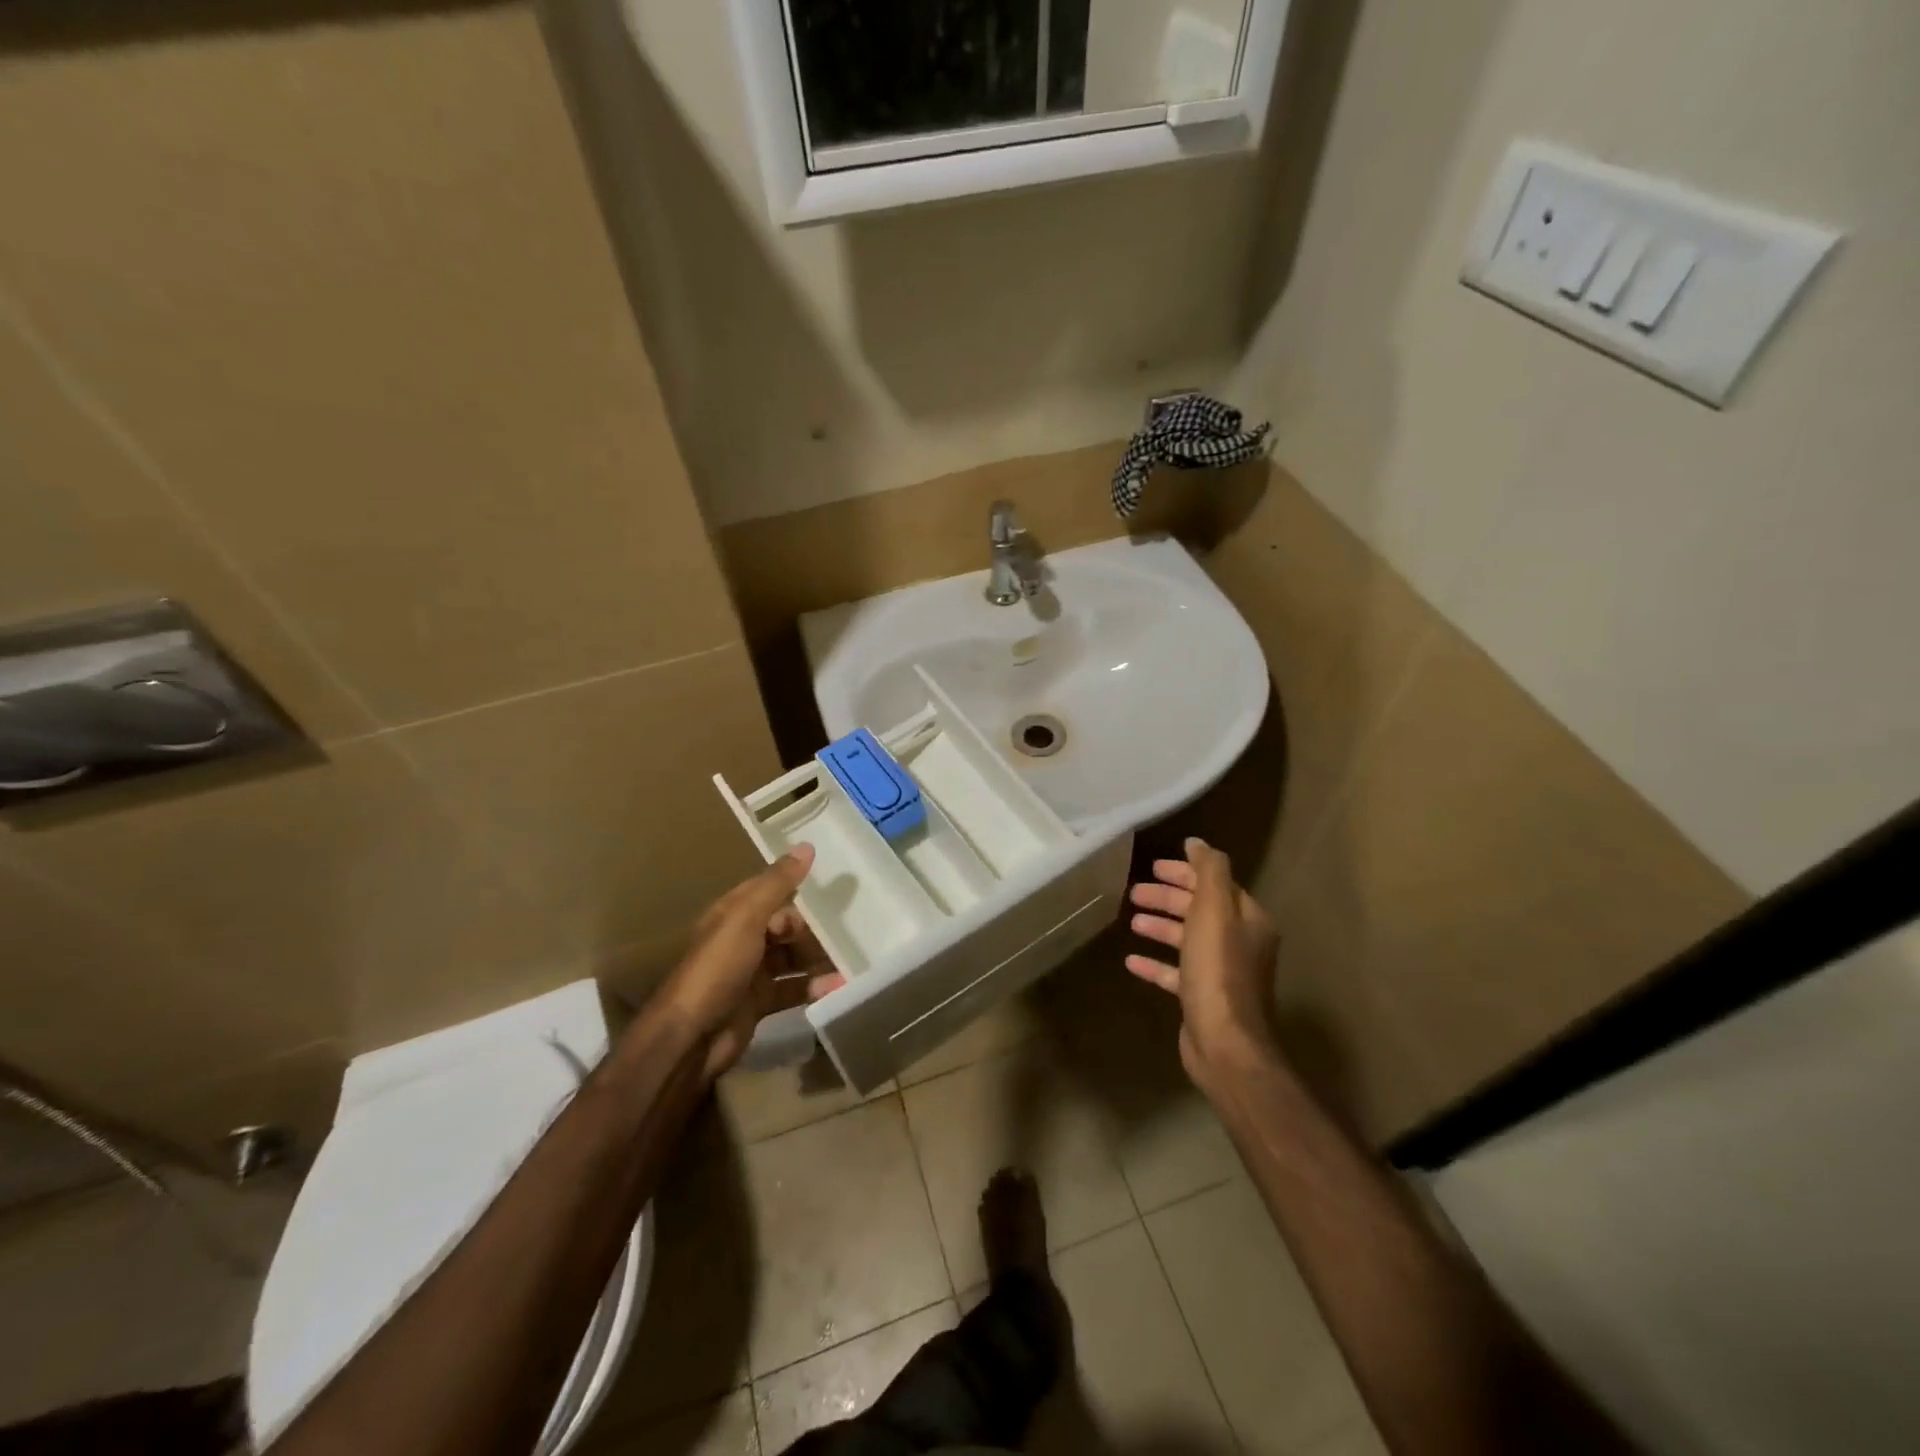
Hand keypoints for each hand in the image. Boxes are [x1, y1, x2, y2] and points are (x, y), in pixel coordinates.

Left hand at [659, 846, 844, 1080]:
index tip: (834, 890)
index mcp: (733, 914)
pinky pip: (793, 989)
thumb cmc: (717, 969)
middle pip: (785, 926)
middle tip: (851, 929)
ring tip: (852, 958)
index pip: (771, 892)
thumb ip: (777, 884)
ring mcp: (750, 973)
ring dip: (818, 958)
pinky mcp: (759, 1004)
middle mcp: (742, 939)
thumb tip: (807, 847)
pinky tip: (837, 987)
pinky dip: (814, 987)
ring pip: (792, 958)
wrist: (690, 1039)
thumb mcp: (746, 918)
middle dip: (815, 928)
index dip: (799, 888)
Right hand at [1126, 837, 1281, 1090]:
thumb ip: (1208, 871)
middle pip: (1200, 909)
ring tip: (1132, 921)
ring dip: (1160, 927)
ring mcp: (1221, 972)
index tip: (1154, 867)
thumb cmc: (1218, 970)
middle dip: (1168, 898)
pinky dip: (1155, 963)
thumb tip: (1196, 842)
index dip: (1185, 873)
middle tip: (1135, 892)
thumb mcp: (1214, 910)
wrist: (1225, 1042)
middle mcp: (1239, 942)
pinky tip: (1131, 961)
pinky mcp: (1202, 997)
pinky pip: (1175, 972)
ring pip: (1186, 939)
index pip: (1216, 883)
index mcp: (1248, 919)